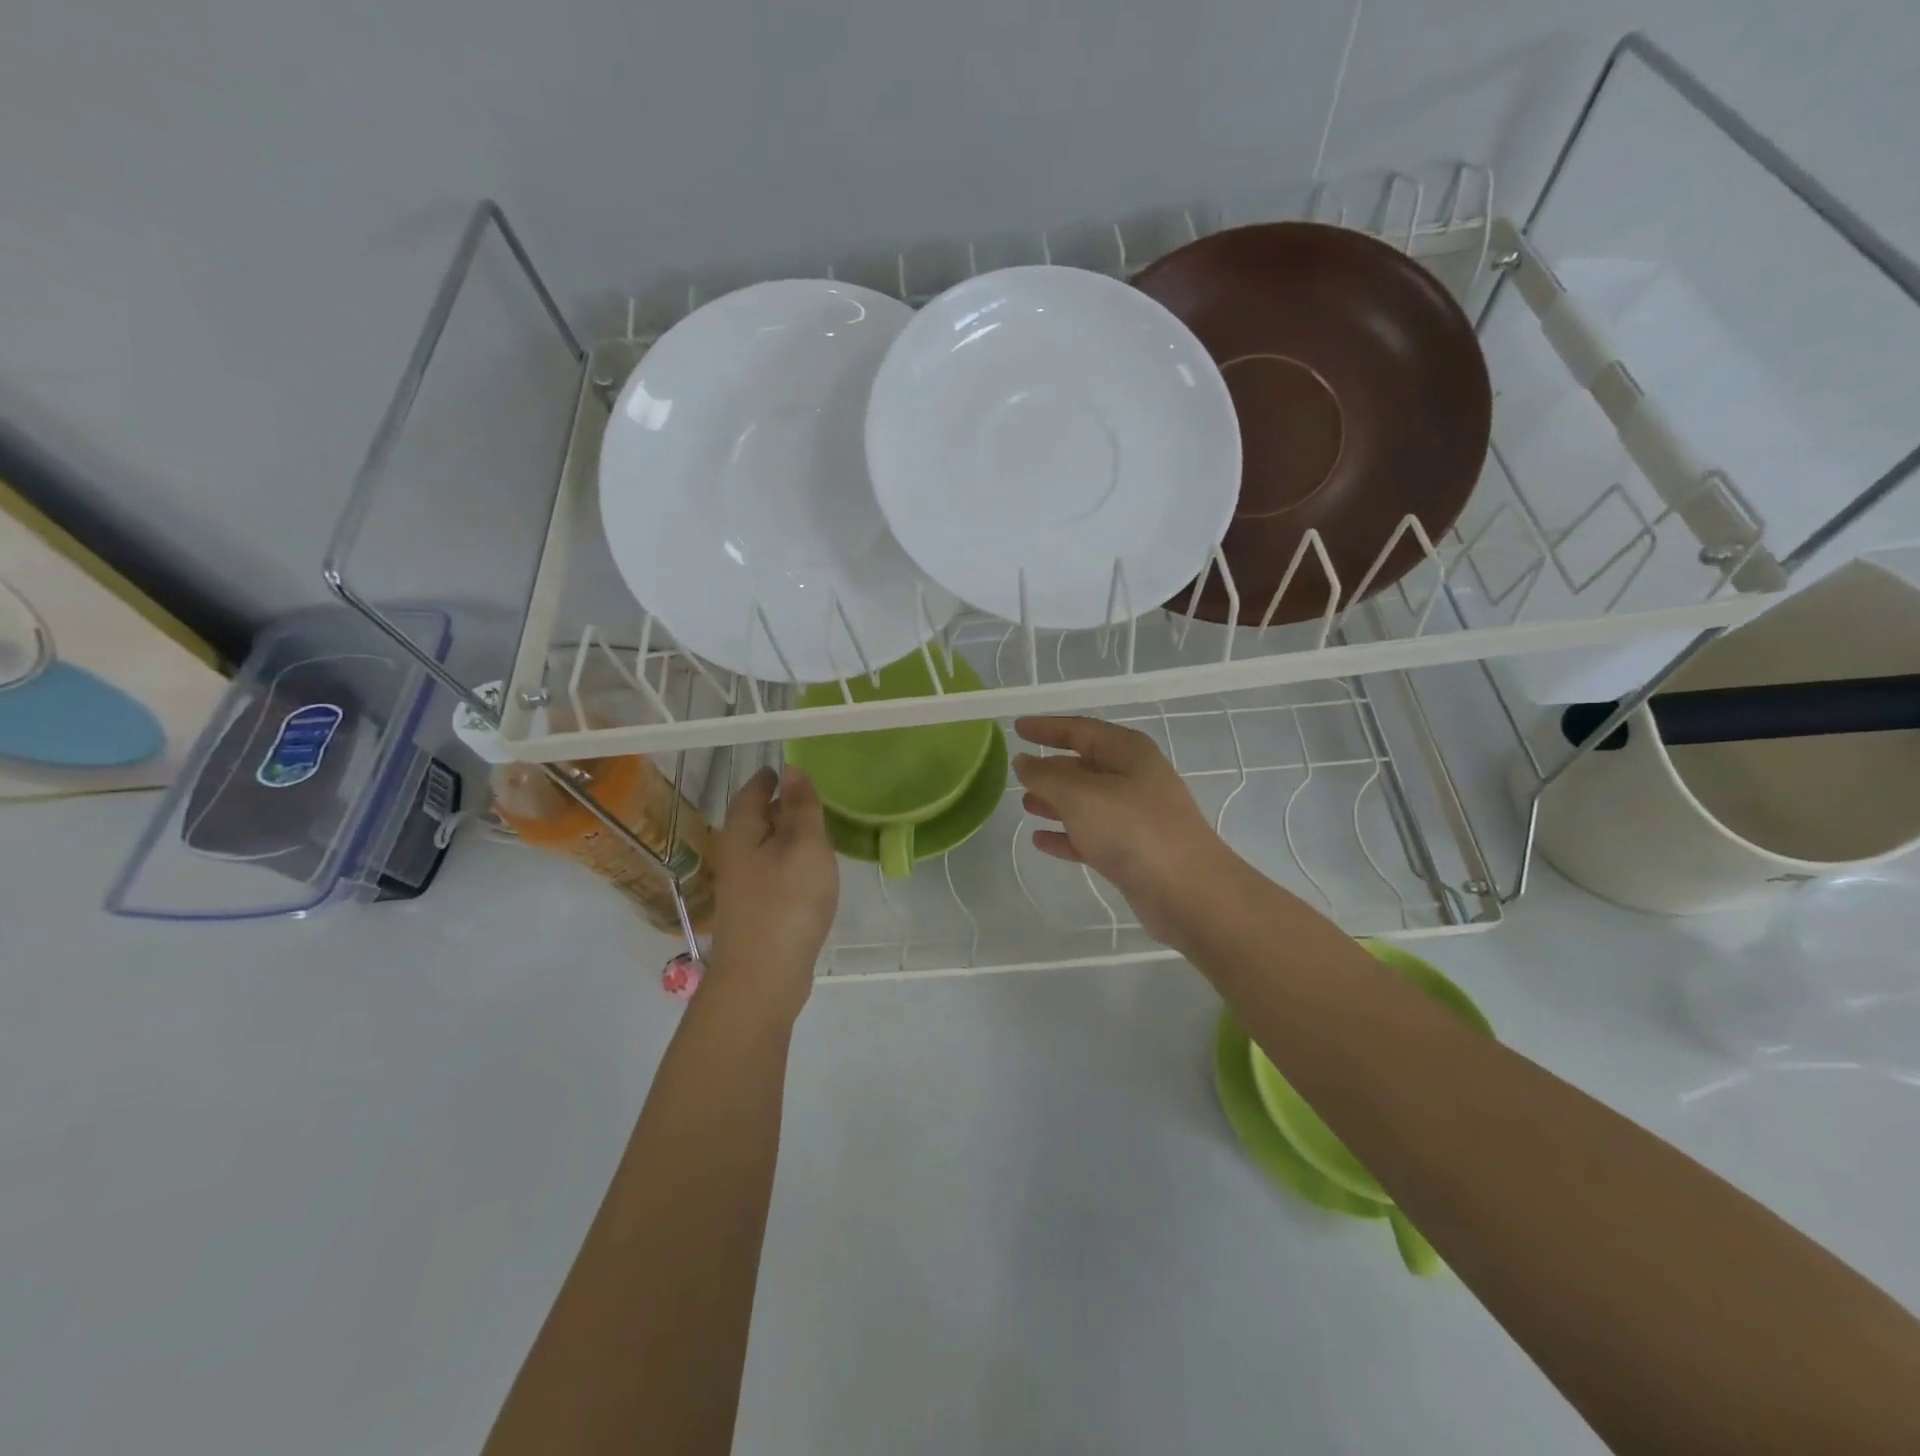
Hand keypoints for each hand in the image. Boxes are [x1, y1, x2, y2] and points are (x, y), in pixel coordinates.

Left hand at [706, 765, 839, 1023]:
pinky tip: (813, 874)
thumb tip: (790, 768)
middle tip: (816, 797)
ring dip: (789, 836)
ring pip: (766, 849)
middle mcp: (736, 856)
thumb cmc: (786, 903)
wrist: (763, 979)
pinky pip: (774, 874)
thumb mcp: (803, 845)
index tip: (793, 769)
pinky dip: (792, 864)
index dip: (771, 777)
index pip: (752, 791)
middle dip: (781, 805)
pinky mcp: (757, 913)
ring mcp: (744, 888)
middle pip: (756, 820)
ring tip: (821, 831)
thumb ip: (800, 807)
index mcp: (742, 832)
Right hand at [1013, 716, 1236, 946]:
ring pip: (1087, 802)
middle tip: (1017, 772)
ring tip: (1024, 804)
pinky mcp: (1133, 852)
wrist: (1188, 892)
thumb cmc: (1133, 830)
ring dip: (1056, 801)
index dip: (1047, 728)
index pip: (1080, 729)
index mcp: (1128, 752)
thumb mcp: (1080, 795)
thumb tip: (1024, 762)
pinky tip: (1040, 840)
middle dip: (1051, 767)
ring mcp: (1136, 817)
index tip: (1016, 728)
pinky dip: (1067, 835)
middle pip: (1085, 765)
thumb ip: (1046, 776)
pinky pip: (1091, 835)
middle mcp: (1134, 778)